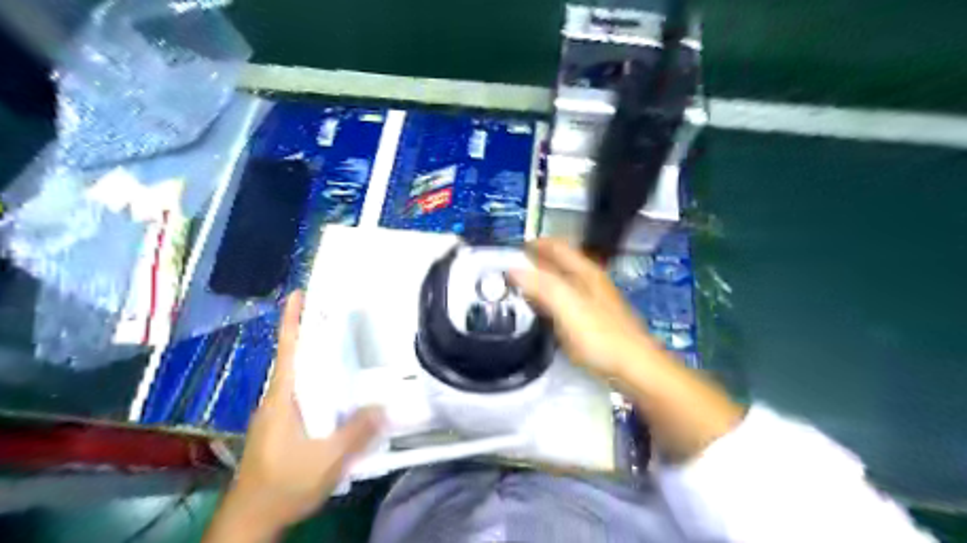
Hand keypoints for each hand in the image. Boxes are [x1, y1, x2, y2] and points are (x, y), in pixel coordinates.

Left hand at [206, 292, 383, 542]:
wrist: (251, 519)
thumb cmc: (283, 485)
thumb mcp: (327, 460)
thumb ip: (357, 432)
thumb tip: (385, 404)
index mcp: (283, 398)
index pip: (288, 350)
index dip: (292, 320)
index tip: (298, 293)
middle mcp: (279, 398)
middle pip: (295, 355)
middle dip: (311, 330)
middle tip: (337, 309)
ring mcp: (279, 413)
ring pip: (300, 374)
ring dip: (316, 353)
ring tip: (343, 340)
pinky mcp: (284, 425)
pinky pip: (305, 391)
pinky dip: (320, 377)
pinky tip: (339, 384)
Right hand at [516, 237, 741, 456]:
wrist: (635, 368)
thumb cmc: (601, 336)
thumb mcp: (568, 308)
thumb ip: (542, 286)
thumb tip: (513, 269)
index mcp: (585, 272)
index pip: (557, 247)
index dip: (535, 244)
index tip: (511, 250)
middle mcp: (591, 281)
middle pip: (560, 262)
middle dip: (536, 261)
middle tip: (510, 270)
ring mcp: (595, 300)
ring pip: (563, 281)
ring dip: (542, 280)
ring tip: (521, 289)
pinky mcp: (595, 319)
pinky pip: (567, 300)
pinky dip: (550, 298)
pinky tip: (543, 311)